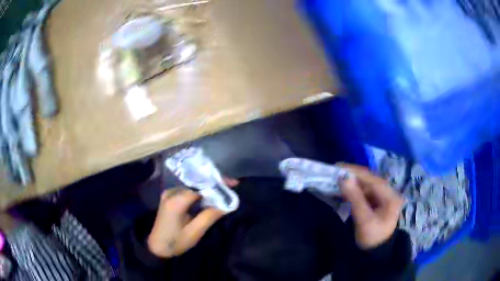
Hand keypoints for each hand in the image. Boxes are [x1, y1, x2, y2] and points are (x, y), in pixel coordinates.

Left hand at [147, 179, 238, 257]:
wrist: (157, 247)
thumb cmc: (176, 242)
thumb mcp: (195, 232)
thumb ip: (210, 216)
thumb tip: (227, 203)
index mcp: (176, 201)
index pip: (200, 187)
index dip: (217, 184)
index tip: (233, 184)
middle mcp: (171, 192)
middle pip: (196, 184)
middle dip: (214, 184)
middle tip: (231, 185)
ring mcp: (169, 194)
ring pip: (192, 187)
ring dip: (207, 188)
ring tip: (223, 190)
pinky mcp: (169, 197)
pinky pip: (187, 191)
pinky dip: (199, 193)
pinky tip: (209, 195)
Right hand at [339, 164, 403, 249]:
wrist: (375, 253)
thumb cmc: (372, 238)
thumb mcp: (364, 220)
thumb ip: (355, 198)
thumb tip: (343, 177)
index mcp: (390, 196)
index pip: (372, 179)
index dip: (355, 172)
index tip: (338, 167)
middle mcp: (389, 193)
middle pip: (370, 180)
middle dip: (353, 176)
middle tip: (335, 172)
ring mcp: (383, 197)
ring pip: (366, 185)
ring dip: (352, 182)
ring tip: (336, 179)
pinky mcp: (376, 202)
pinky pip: (364, 192)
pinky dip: (353, 190)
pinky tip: (344, 189)